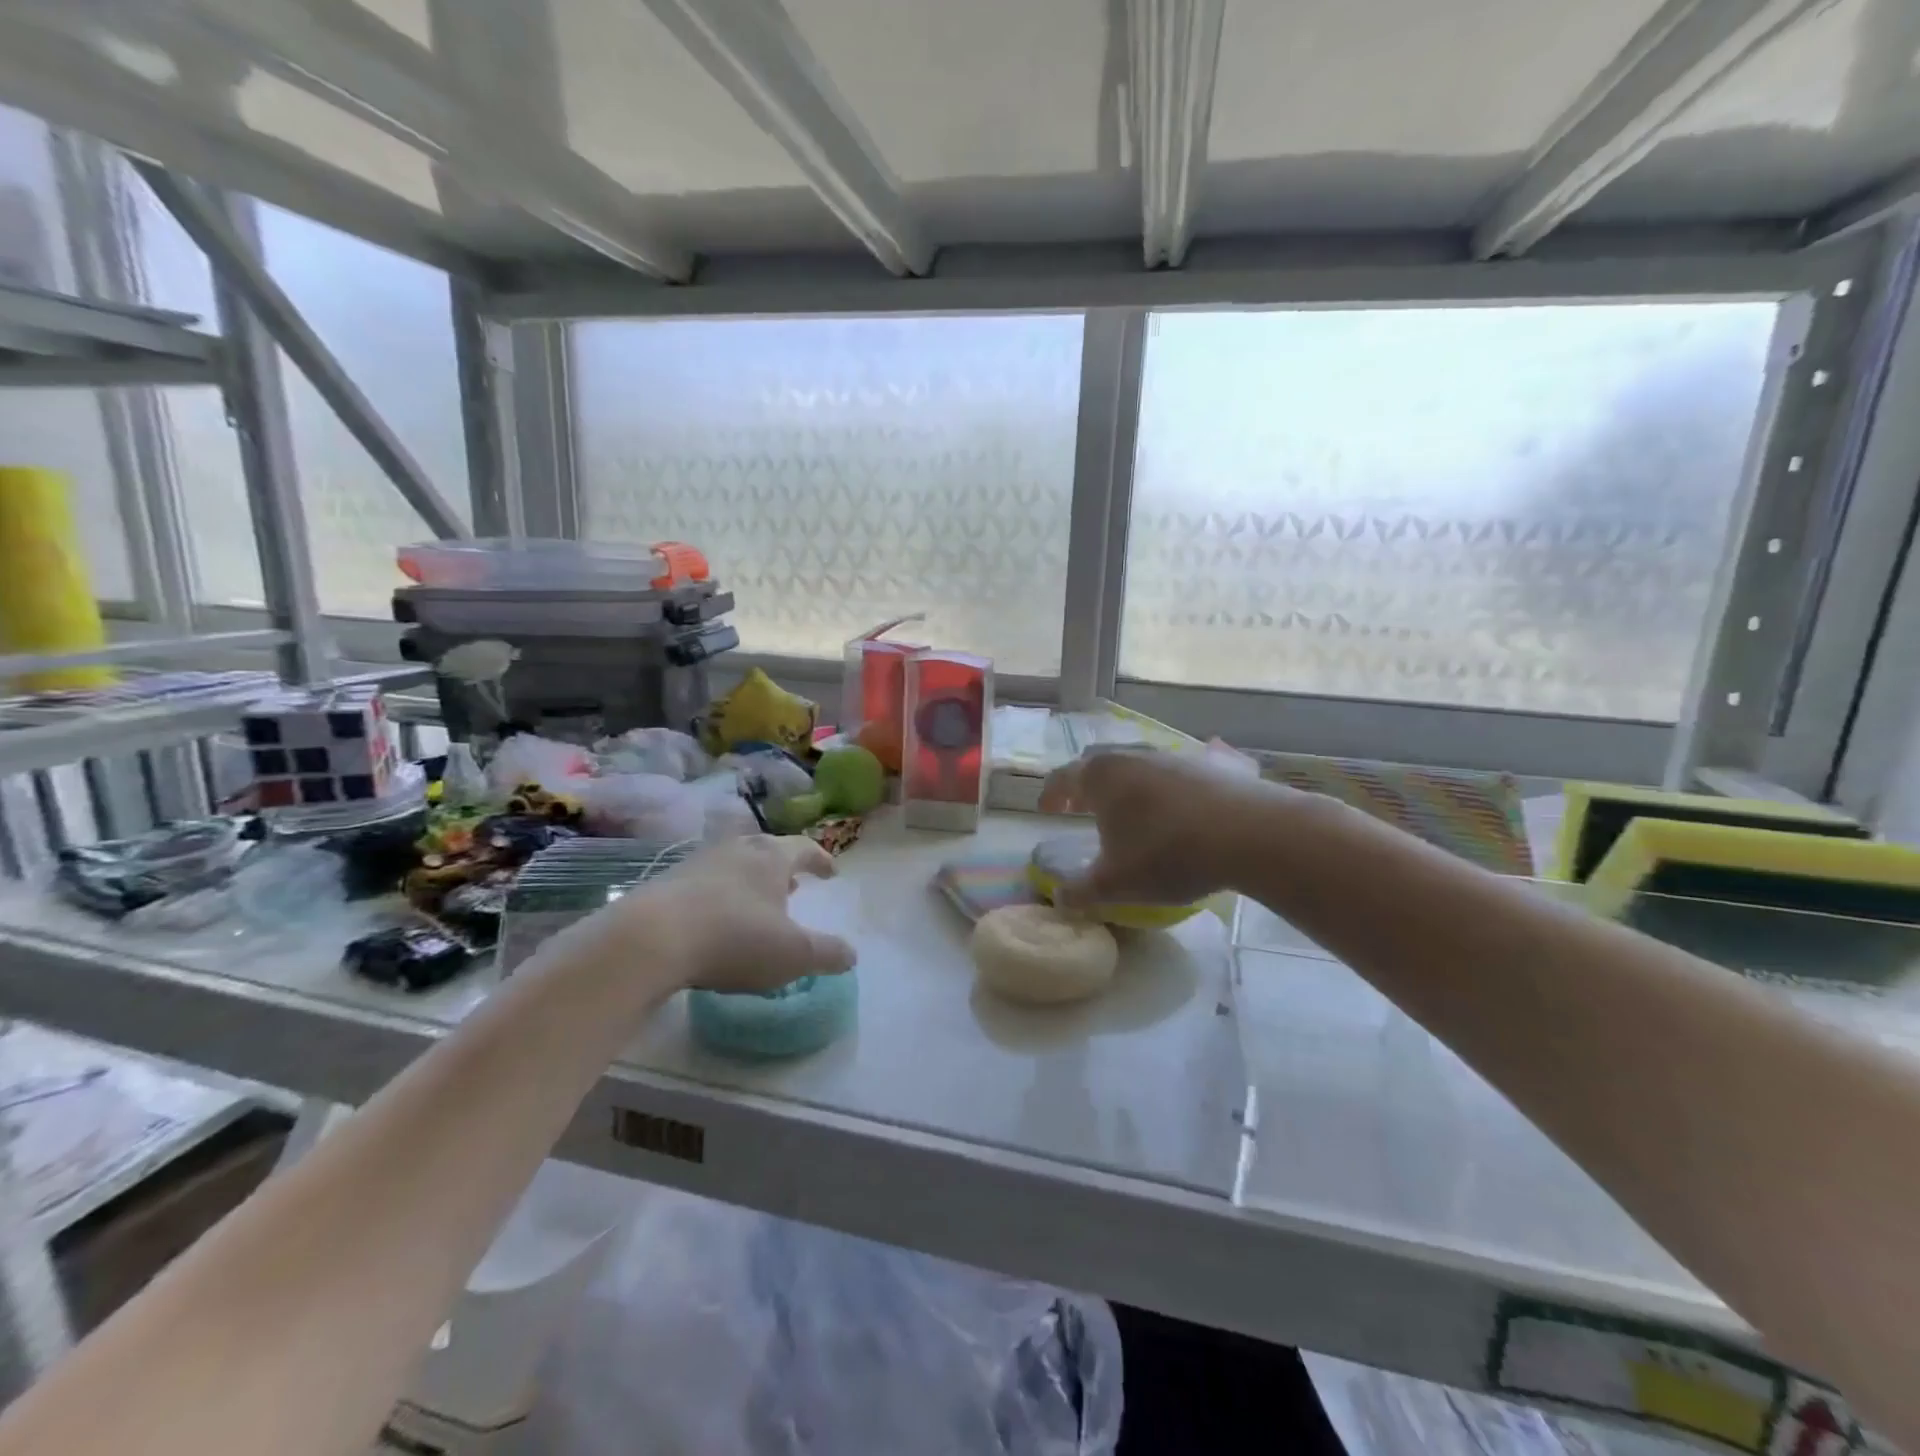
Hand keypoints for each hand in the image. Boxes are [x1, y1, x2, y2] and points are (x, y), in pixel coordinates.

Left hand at [584, 835, 855, 996]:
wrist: (649, 940)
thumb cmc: (734, 939)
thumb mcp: (794, 954)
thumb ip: (828, 954)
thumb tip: (851, 954)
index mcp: (771, 857)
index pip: (804, 848)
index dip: (821, 860)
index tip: (831, 873)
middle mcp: (736, 849)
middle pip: (766, 850)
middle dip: (783, 868)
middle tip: (794, 886)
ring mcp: (697, 863)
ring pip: (734, 864)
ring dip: (750, 881)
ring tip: (756, 904)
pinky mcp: (665, 883)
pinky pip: (704, 883)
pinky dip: (720, 896)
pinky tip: (715, 920)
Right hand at [1038, 748, 1293, 907]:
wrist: (1248, 834)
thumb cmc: (1167, 854)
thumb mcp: (1115, 884)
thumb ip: (1080, 892)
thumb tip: (1060, 900)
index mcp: (1102, 776)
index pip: (1063, 777)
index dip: (1051, 794)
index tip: (1046, 809)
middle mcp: (1134, 755)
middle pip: (1100, 763)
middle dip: (1088, 784)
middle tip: (1084, 806)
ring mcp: (1177, 755)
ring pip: (1143, 763)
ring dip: (1132, 783)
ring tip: (1135, 808)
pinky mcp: (1217, 762)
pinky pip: (1192, 763)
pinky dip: (1182, 779)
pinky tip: (1191, 790)